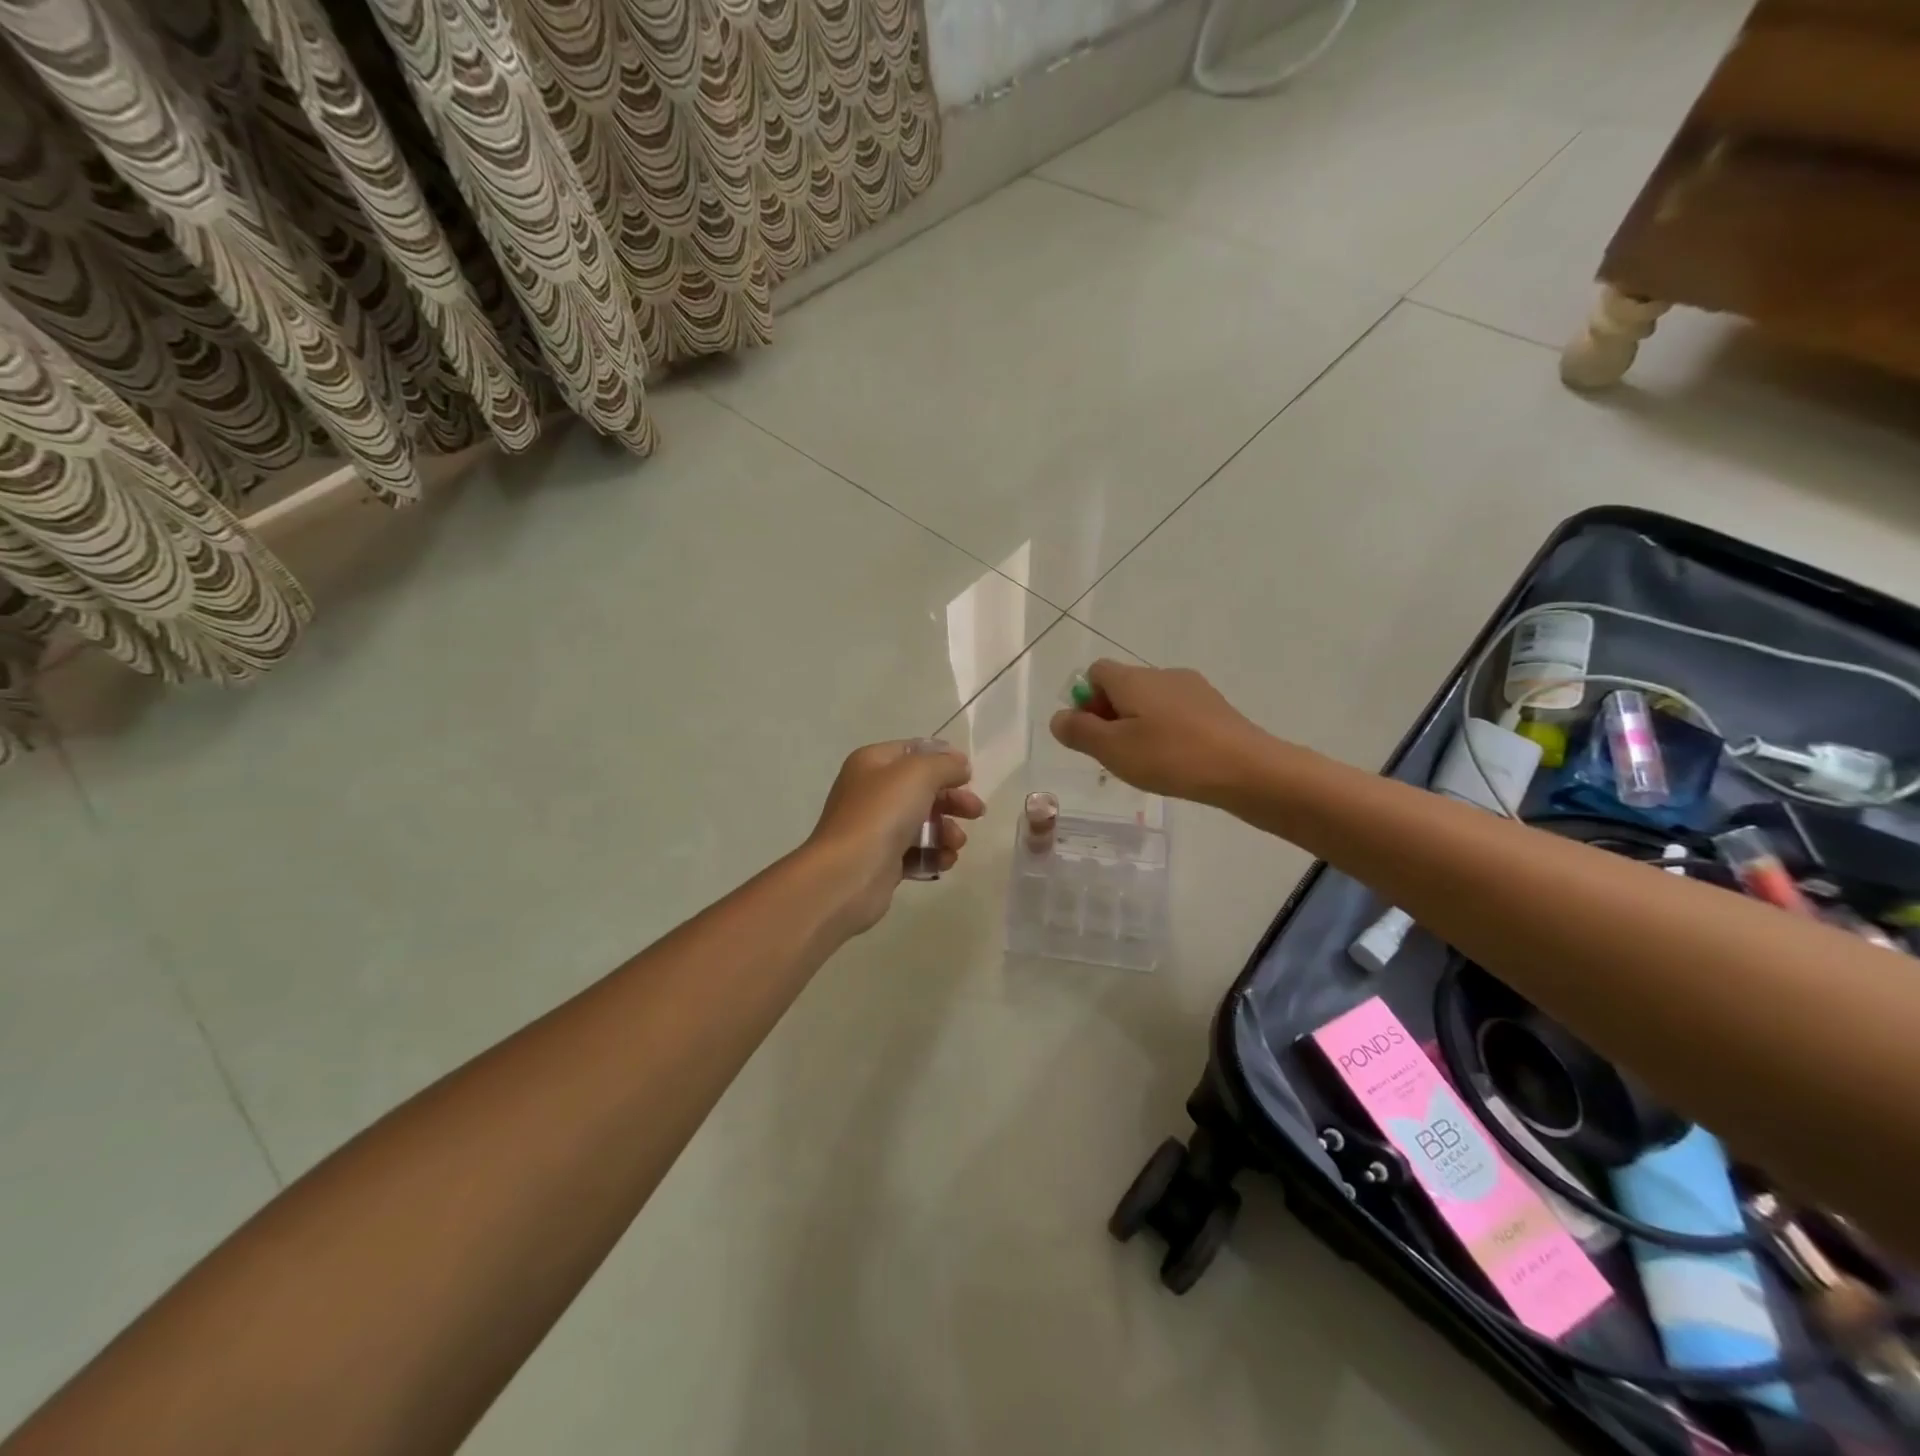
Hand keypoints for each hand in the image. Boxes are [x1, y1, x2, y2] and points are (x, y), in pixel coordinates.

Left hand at [805, 739, 986, 934]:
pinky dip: (932, 855)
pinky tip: (944, 861)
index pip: (913, 751)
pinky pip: (914, 852)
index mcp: (872, 763)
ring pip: (921, 823)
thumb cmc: (882, 814)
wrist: (848, 873)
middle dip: (952, 800)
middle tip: (976, 812)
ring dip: (946, 831)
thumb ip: (945, 765)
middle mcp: (870, 791)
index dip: (943, 759)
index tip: (968, 775)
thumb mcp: (919, 774)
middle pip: (922, 789)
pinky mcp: (881, 860)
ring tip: (955, 844)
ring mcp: (874, 827)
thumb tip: (960, 765)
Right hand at [1049, 661, 1272, 804]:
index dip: (1085, 700)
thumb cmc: (1170, 756)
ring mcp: (1193, 689)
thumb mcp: (1112, 749)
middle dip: (1110, 716)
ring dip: (1138, 726)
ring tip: (1145, 763)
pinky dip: (1166, 732)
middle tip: (1113, 755)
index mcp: (1133, 678)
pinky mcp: (1215, 708)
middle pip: (1123, 686)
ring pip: (1150, 702)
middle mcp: (1161, 674)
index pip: (1095, 672)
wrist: (1246, 768)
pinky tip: (1175, 762)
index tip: (1091, 734)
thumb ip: (1079, 731)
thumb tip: (1058, 717)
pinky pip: (1176, 714)